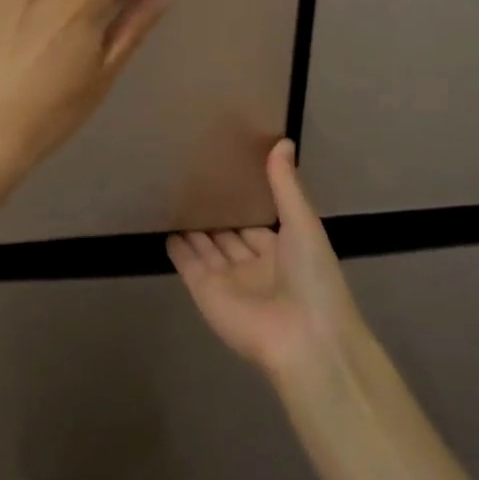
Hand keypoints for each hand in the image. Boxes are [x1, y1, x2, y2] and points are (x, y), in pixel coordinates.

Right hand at [169, 140, 363, 382]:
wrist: (304, 339)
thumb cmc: (312, 278)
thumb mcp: (303, 223)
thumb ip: (286, 185)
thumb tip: (283, 140)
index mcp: (283, 250)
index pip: (258, 223)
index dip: (244, 202)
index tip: (227, 174)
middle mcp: (254, 265)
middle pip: (230, 235)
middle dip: (216, 213)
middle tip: (194, 182)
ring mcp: (228, 280)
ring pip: (207, 248)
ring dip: (194, 228)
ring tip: (174, 198)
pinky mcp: (205, 292)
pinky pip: (188, 265)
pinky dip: (177, 249)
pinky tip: (166, 228)